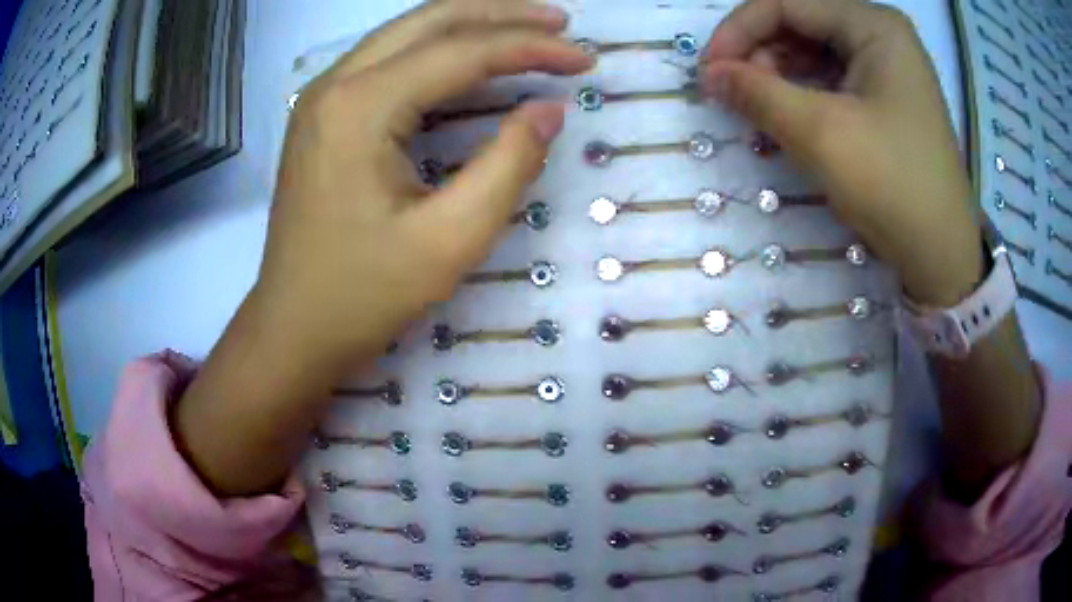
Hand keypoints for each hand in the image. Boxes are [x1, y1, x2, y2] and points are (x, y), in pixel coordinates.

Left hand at [174, 0, 591, 495]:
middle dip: (502, 15)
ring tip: (528, 31)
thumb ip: (509, 164)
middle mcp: (336, 83)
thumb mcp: (450, 240)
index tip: (585, 59)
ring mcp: (323, 96)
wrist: (293, 327)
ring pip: (408, 33)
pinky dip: (439, 52)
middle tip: (560, 23)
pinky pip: (389, 61)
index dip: (531, 48)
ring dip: (471, 25)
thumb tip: (549, 108)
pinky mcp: (324, 114)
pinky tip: (473, 61)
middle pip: (431, 20)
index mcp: (360, 107)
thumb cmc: (364, 295)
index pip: (462, 51)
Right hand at [701, 0, 982, 305]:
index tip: (708, 71)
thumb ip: (757, 93)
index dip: (739, 31)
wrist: (942, 255)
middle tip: (735, 96)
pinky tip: (788, 118)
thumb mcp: (821, 135)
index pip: (787, 4)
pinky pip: (832, 78)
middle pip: (800, 23)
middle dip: (761, 54)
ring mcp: (886, 66)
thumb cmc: (893, 186)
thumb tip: (708, 74)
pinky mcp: (886, 96)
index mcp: (873, 25)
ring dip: (778, 76)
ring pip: (813, 51)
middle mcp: (880, 34)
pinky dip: (803, 94)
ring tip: (760, 111)